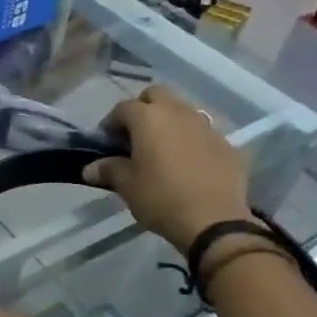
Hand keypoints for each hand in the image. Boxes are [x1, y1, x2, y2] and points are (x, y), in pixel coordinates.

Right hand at [85, 85, 252, 253]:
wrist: (214, 220)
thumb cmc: (161, 198)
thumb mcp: (127, 186)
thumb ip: (108, 169)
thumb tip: (90, 168)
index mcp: (149, 118)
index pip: (123, 108)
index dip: (111, 122)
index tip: (106, 142)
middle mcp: (178, 113)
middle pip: (156, 95)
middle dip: (143, 108)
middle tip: (135, 135)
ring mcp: (206, 126)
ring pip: (182, 110)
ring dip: (169, 122)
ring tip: (162, 149)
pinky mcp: (227, 144)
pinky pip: (203, 132)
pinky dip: (191, 140)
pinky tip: (187, 164)